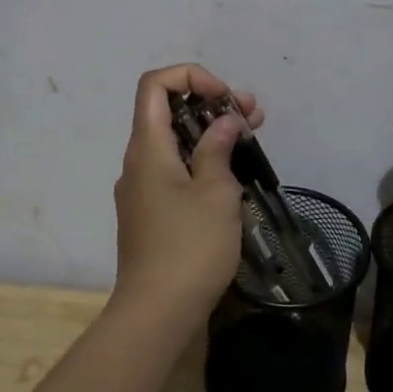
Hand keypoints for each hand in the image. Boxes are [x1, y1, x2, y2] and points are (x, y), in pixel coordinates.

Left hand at [111, 63, 261, 330]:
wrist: (156, 315)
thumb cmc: (189, 247)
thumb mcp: (215, 192)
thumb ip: (218, 148)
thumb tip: (224, 122)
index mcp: (148, 147)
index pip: (155, 84)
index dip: (191, 77)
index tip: (224, 97)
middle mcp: (138, 162)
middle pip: (169, 111)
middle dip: (212, 104)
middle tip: (253, 115)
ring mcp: (143, 189)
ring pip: (175, 142)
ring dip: (211, 133)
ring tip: (252, 138)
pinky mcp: (152, 213)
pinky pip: (175, 170)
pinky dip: (202, 160)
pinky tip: (233, 174)